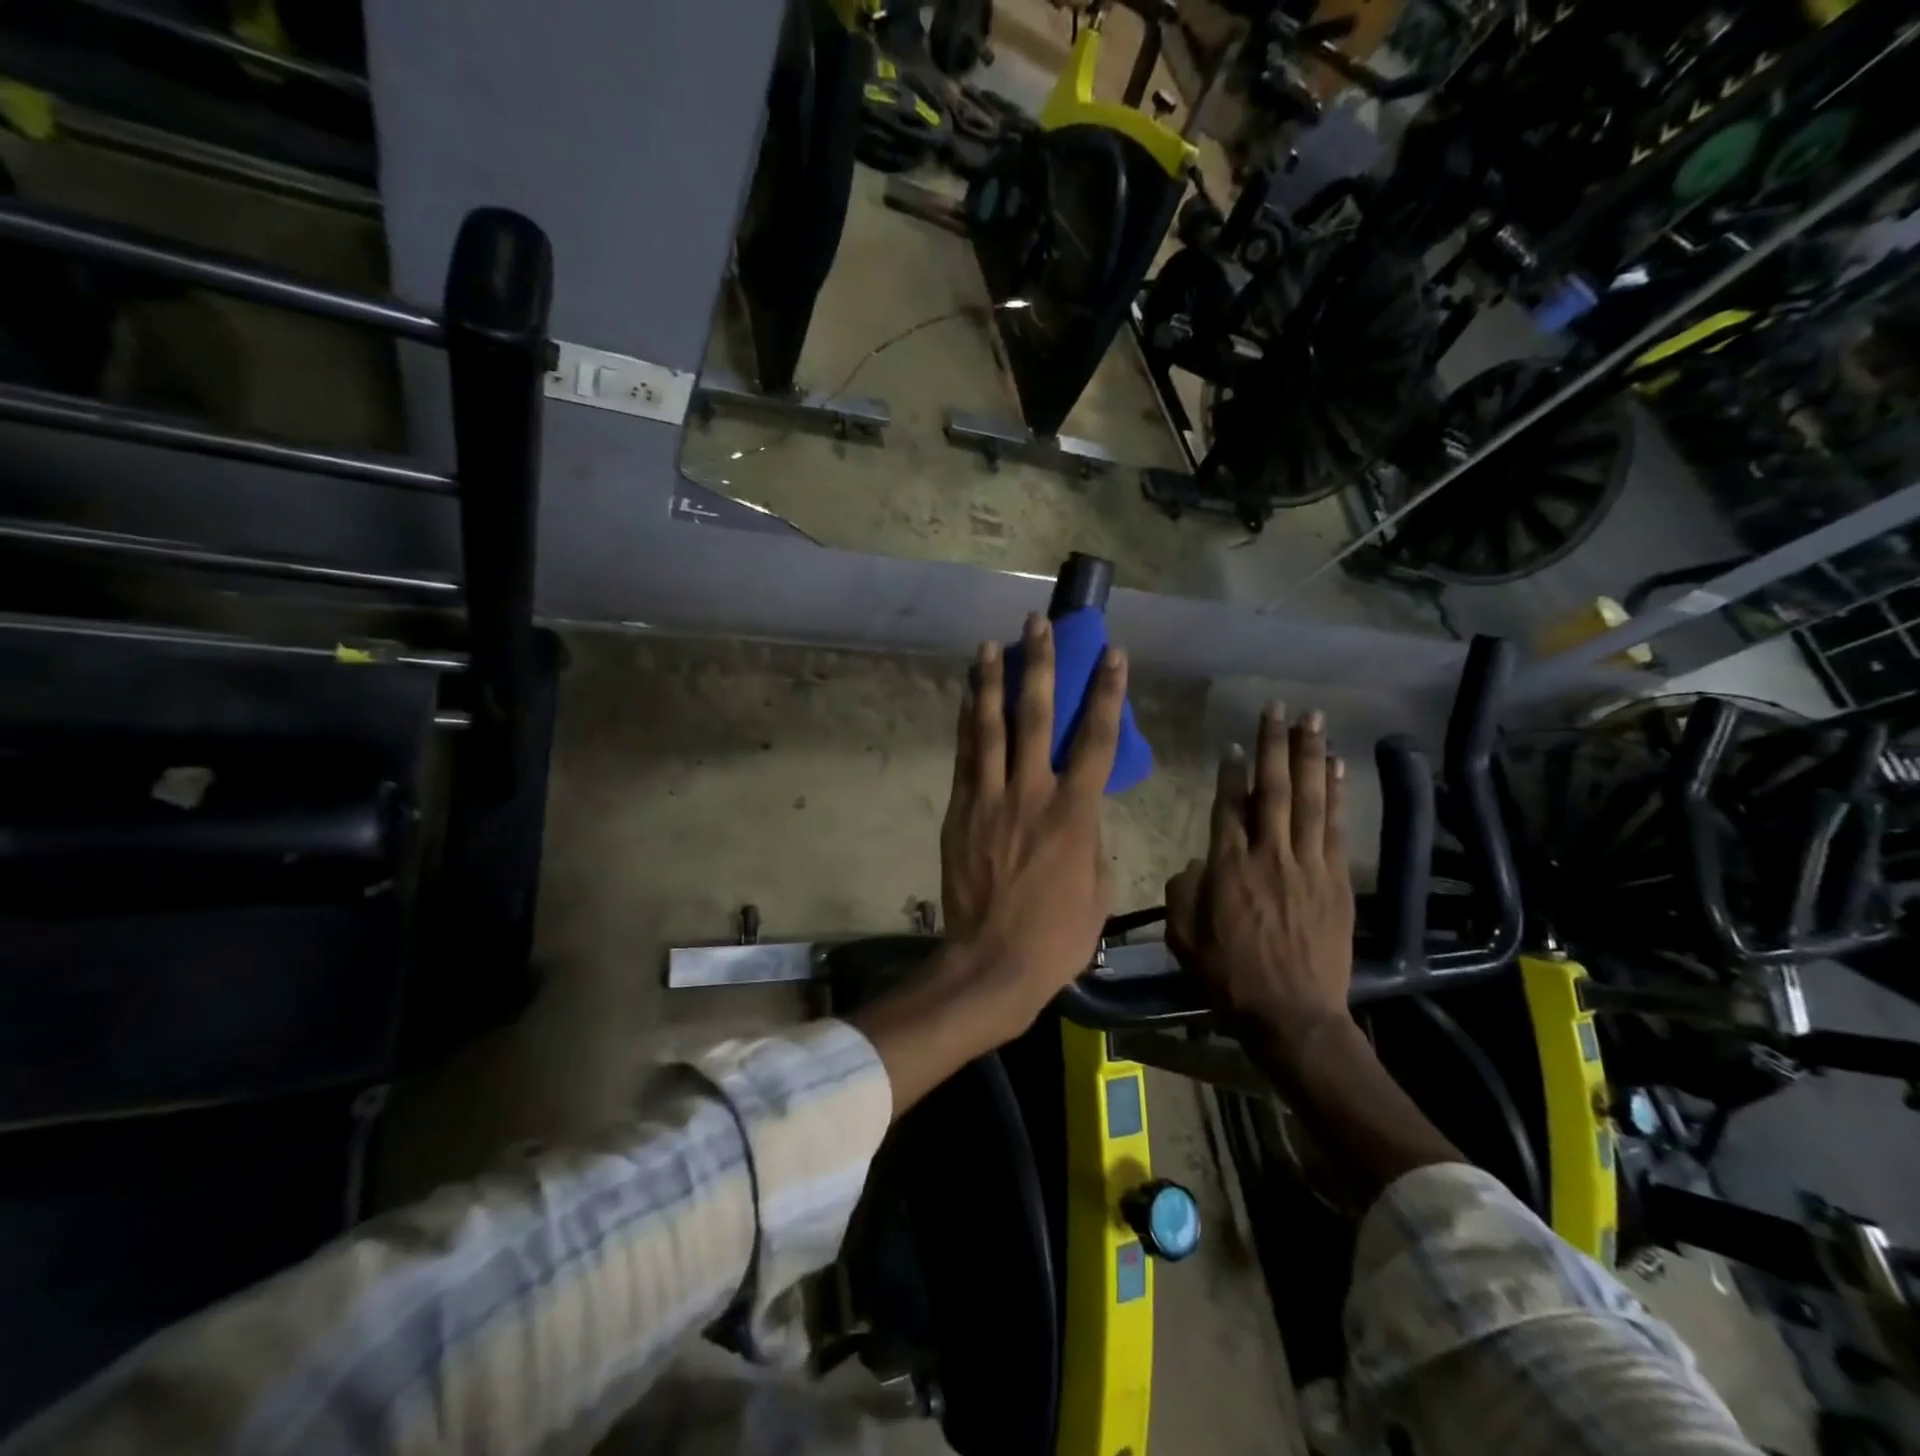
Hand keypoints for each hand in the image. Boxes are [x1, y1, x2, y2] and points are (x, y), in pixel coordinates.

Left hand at [856, 616, 1126, 1118]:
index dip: (1106, 692)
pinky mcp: (961, 811)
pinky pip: (964, 757)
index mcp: (1074, 813)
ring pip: (990, 728)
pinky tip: (966, 698)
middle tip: (1037, 625)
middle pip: (1035, 717)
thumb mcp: (1097, 886)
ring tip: (989, 645)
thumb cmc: (1057, 934)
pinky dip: (966, 723)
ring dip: (991, 682)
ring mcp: (989, 799)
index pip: (1095, 739)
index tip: (1112, 654)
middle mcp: (1030, 793)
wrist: (992, 962)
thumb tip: (1081, 812)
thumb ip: (1091, 837)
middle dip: (1039, 666)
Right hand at [1166, 703, 1354, 1071]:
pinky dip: (1337, 795)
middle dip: (1274, 745)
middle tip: (1277, 708)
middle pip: (1272, 790)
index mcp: (1227, 869)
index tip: (1234, 745)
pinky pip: (1336, 828)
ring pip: (1308, 800)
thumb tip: (1194, 865)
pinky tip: (1337, 768)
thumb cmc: (1230, 979)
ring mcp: (1308, 866)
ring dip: (1310, 756)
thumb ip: (1181, 894)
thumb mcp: (1184, 940)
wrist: (1293, 1016)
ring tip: (1312, 720)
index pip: (1228, 808)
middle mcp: (1269, 857)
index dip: (1230, 773)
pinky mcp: (1336, 881)